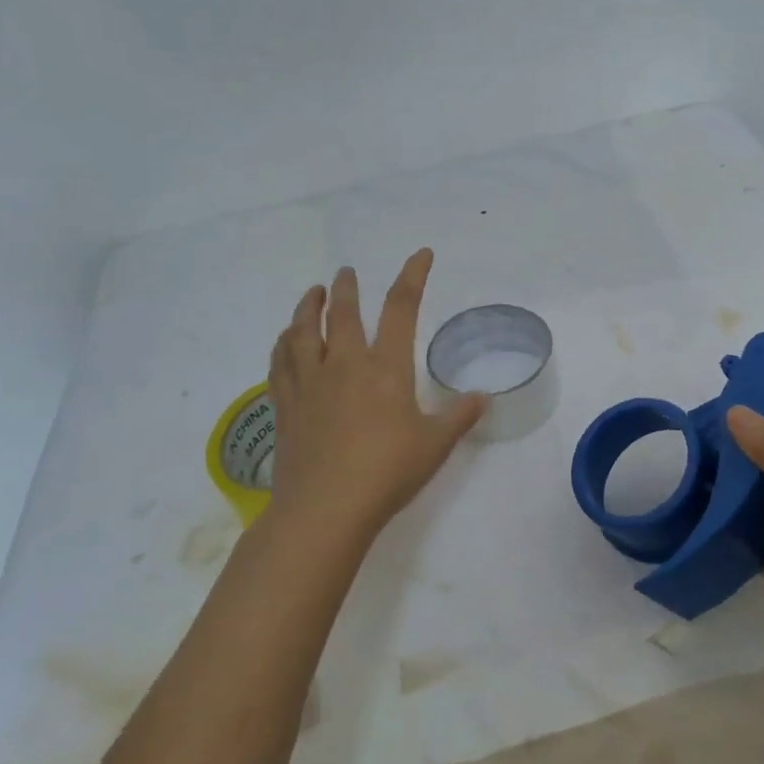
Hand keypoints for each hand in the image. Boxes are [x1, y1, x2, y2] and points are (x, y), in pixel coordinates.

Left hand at [267, 250, 486, 542]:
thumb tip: (483, 398)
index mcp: (385, 368)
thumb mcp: (434, 446)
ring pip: (302, 331)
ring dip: (307, 307)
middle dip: (345, 287)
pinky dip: (282, 344)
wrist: (325, 508)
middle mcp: (344, 364)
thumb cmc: (387, 473)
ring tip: (311, 294)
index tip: (421, 255)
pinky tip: (284, 341)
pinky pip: (280, 363)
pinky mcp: (286, 406)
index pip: (401, 308)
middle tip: (346, 272)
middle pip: (341, 313)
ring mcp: (310, 383)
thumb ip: (459, 417)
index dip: (413, 277)